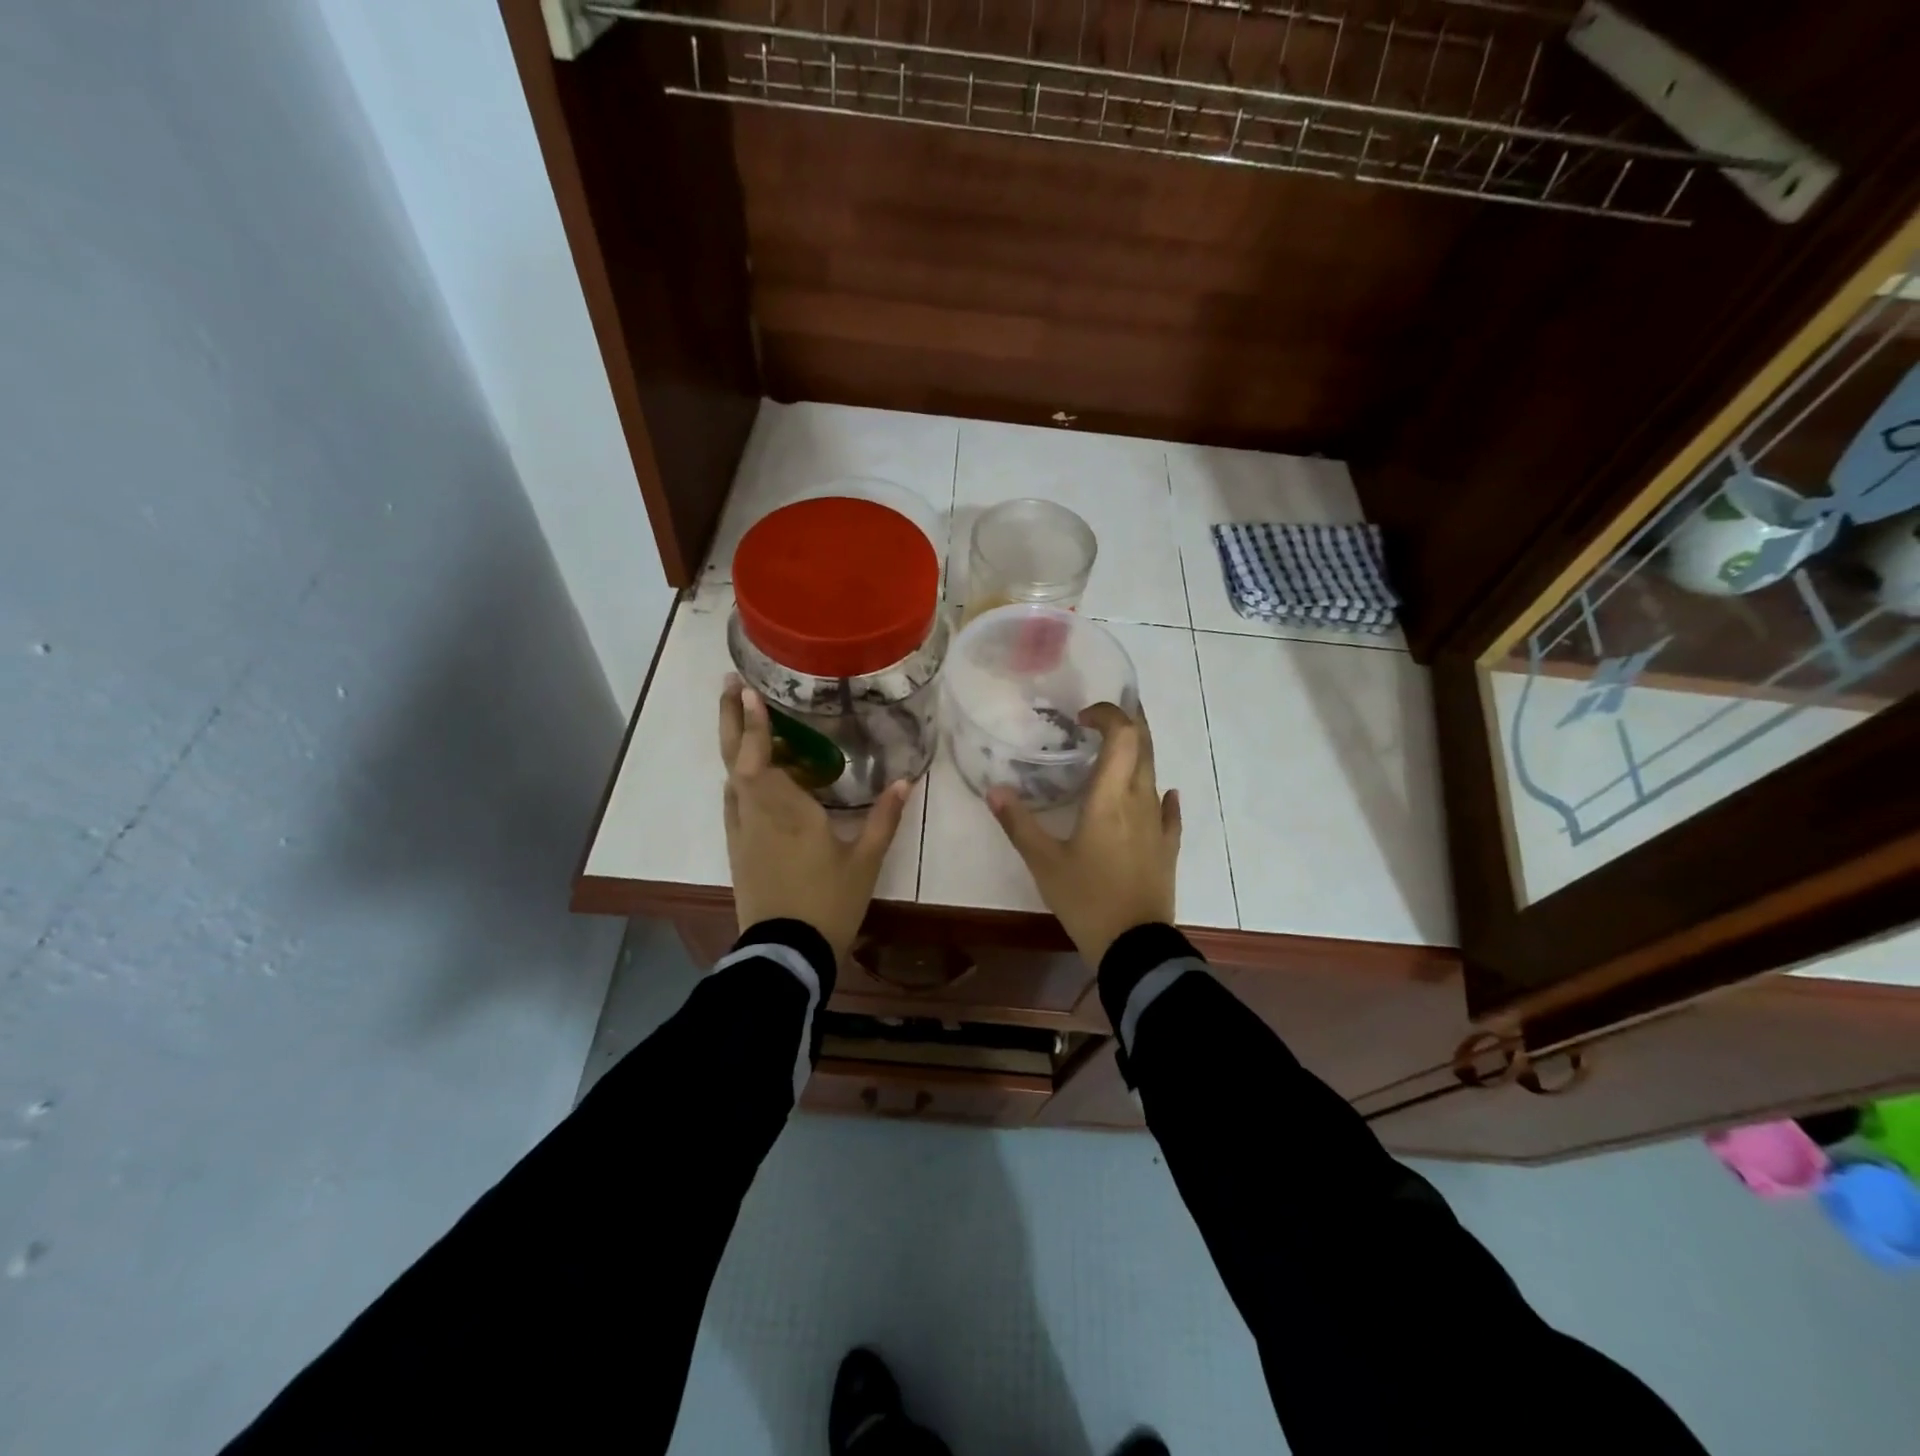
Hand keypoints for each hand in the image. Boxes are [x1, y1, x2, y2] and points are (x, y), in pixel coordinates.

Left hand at [719, 678, 909, 958]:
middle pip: (735, 760)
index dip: (754, 724)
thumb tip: (907, 780)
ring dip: (735, 746)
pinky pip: (735, 802)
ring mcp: (742, 832)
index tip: (750, 692)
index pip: (760, 758)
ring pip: (732, 780)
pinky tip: (753, 776)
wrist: (787, 952)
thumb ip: (885, 818)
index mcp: (786, 812)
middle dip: (732, 721)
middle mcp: (756, 814)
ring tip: (748, 721)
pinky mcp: (738, 849)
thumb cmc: (829, 902)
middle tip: (731, 687)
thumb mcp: (865, 861)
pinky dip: (741, 779)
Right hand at [988, 702, 1180, 966]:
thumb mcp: (1044, 862)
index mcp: (1110, 797)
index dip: (1108, 715)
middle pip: (1144, 746)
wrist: (1134, 946)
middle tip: (1103, 718)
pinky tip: (1162, 794)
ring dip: (1139, 753)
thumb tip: (994, 790)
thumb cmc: (1086, 899)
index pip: (1122, 735)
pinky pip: (1169, 811)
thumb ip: (1019, 823)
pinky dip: (1162, 794)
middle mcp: (1140, 800)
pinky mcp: (1168, 847)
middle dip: (1129, 723)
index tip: (1083, 718)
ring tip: (1117, 750)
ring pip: (1155, 773)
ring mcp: (1158, 824)